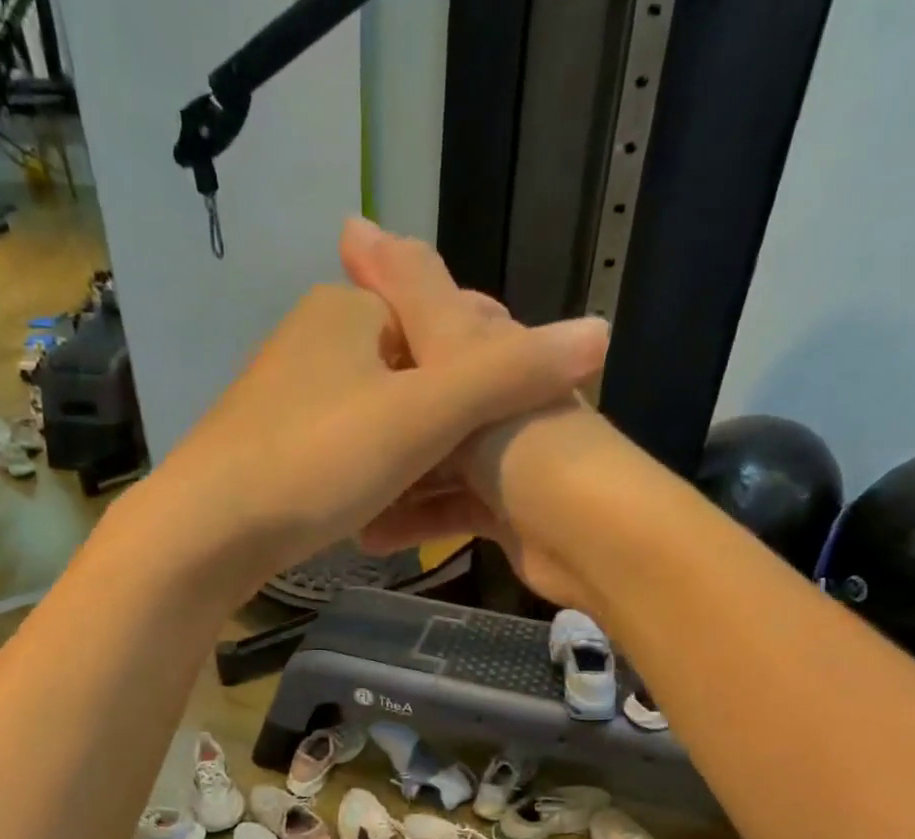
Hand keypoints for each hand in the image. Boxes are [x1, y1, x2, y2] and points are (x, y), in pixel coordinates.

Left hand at [140, 224, 607, 601]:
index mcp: (350, 310)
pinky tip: (376, 517)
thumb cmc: (317, 464)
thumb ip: (509, 375)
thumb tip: (601, 332)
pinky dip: (370, 481)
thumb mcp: (424, 417)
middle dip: (447, 431)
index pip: (447, 326)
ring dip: (411, 463)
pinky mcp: (269, 446)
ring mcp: (286, 395)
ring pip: (379, 423)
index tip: (506, 442)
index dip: (486, 382)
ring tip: (431, 510)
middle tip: (472, 486)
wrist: (205, 535)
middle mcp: (314, 339)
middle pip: (414, 378)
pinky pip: (344, 455)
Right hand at [340, 218, 601, 605]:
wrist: (589, 538)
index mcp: (495, 351)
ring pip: (435, 462)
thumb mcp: (459, 358)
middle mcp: (501, 401)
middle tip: (324, 429)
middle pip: (430, 397)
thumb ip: (411, 296)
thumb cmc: (521, 444)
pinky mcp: (503, 513)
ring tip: (340, 493)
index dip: (383, 323)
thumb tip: (354, 223)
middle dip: (380, 413)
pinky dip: (414, 521)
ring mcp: (505, 461)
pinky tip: (370, 536)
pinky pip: (448, 509)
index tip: (325, 346)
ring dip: (390, 478)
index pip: (436, 318)